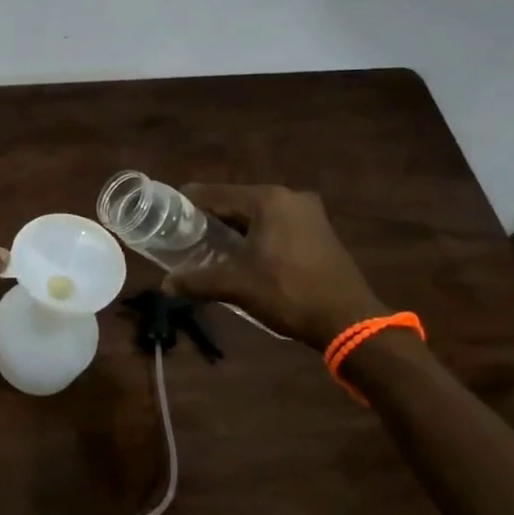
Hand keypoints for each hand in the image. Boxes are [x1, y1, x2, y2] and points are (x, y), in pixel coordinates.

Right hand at [161, 184, 389, 351]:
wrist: (348, 320)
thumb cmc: (288, 293)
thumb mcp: (236, 286)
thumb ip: (197, 281)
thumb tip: (165, 284)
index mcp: (267, 200)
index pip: (215, 193)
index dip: (188, 204)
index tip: (167, 214)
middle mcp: (289, 197)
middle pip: (237, 202)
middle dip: (212, 218)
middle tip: (186, 235)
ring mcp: (309, 213)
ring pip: (258, 215)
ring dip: (235, 228)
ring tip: (210, 246)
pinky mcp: (320, 231)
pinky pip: (277, 225)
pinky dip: (258, 235)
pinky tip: (245, 254)